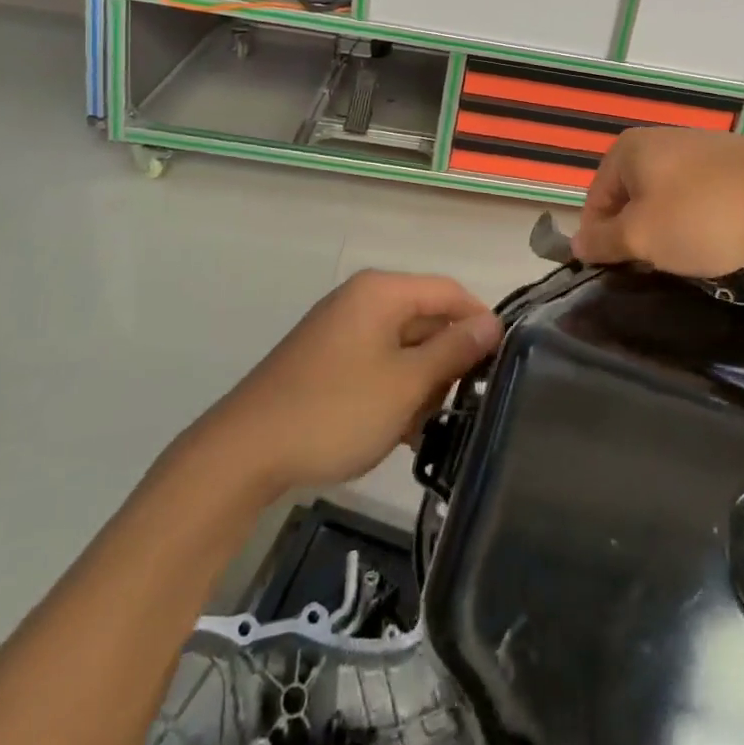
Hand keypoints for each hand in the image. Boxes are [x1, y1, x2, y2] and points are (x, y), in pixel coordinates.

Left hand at [207, 271, 501, 495]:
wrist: (243, 453)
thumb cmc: (335, 411)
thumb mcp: (406, 384)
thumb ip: (454, 350)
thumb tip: (492, 323)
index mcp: (382, 292)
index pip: (450, 291)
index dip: (480, 323)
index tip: (500, 366)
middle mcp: (362, 299)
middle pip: (426, 318)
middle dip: (446, 361)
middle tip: (457, 407)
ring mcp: (340, 328)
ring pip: (403, 346)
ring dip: (420, 383)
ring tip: (421, 427)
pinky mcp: (326, 358)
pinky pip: (377, 363)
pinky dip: (393, 390)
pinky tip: (396, 430)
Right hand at [571, 127, 743, 275]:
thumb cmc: (703, 213)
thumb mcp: (641, 237)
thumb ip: (602, 242)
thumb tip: (577, 244)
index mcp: (626, 150)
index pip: (594, 204)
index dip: (602, 244)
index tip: (622, 275)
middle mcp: (656, 142)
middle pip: (629, 203)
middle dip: (638, 240)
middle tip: (656, 271)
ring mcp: (694, 150)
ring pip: (664, 204)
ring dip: (669, 235)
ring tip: (689, 261)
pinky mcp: (727, 165)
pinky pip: (696, 201)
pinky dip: (698, 224)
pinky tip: (716, 243)